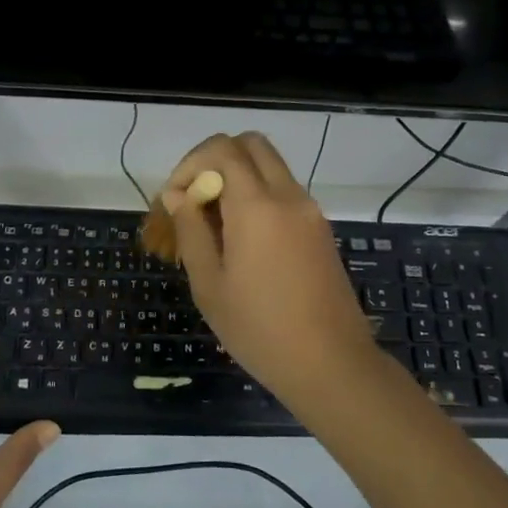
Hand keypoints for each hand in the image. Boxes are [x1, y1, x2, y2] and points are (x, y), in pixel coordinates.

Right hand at [161, 132, 388, 404]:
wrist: (331, 363)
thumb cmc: (260, 329)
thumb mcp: (210, 285)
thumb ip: (191, 231)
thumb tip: (177, 195)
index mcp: (257, 206)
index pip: (222, 149)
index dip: (191, 163)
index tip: (176, 199)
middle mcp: (288, 196)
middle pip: (251, 144)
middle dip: (216, 159)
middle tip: (197, 199)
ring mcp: (310, 211)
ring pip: (271, 166)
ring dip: (239, 177)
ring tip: (215, 225)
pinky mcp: (321, 229)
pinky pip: (285, 191)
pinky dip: (259, 196)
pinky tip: (243, 240)